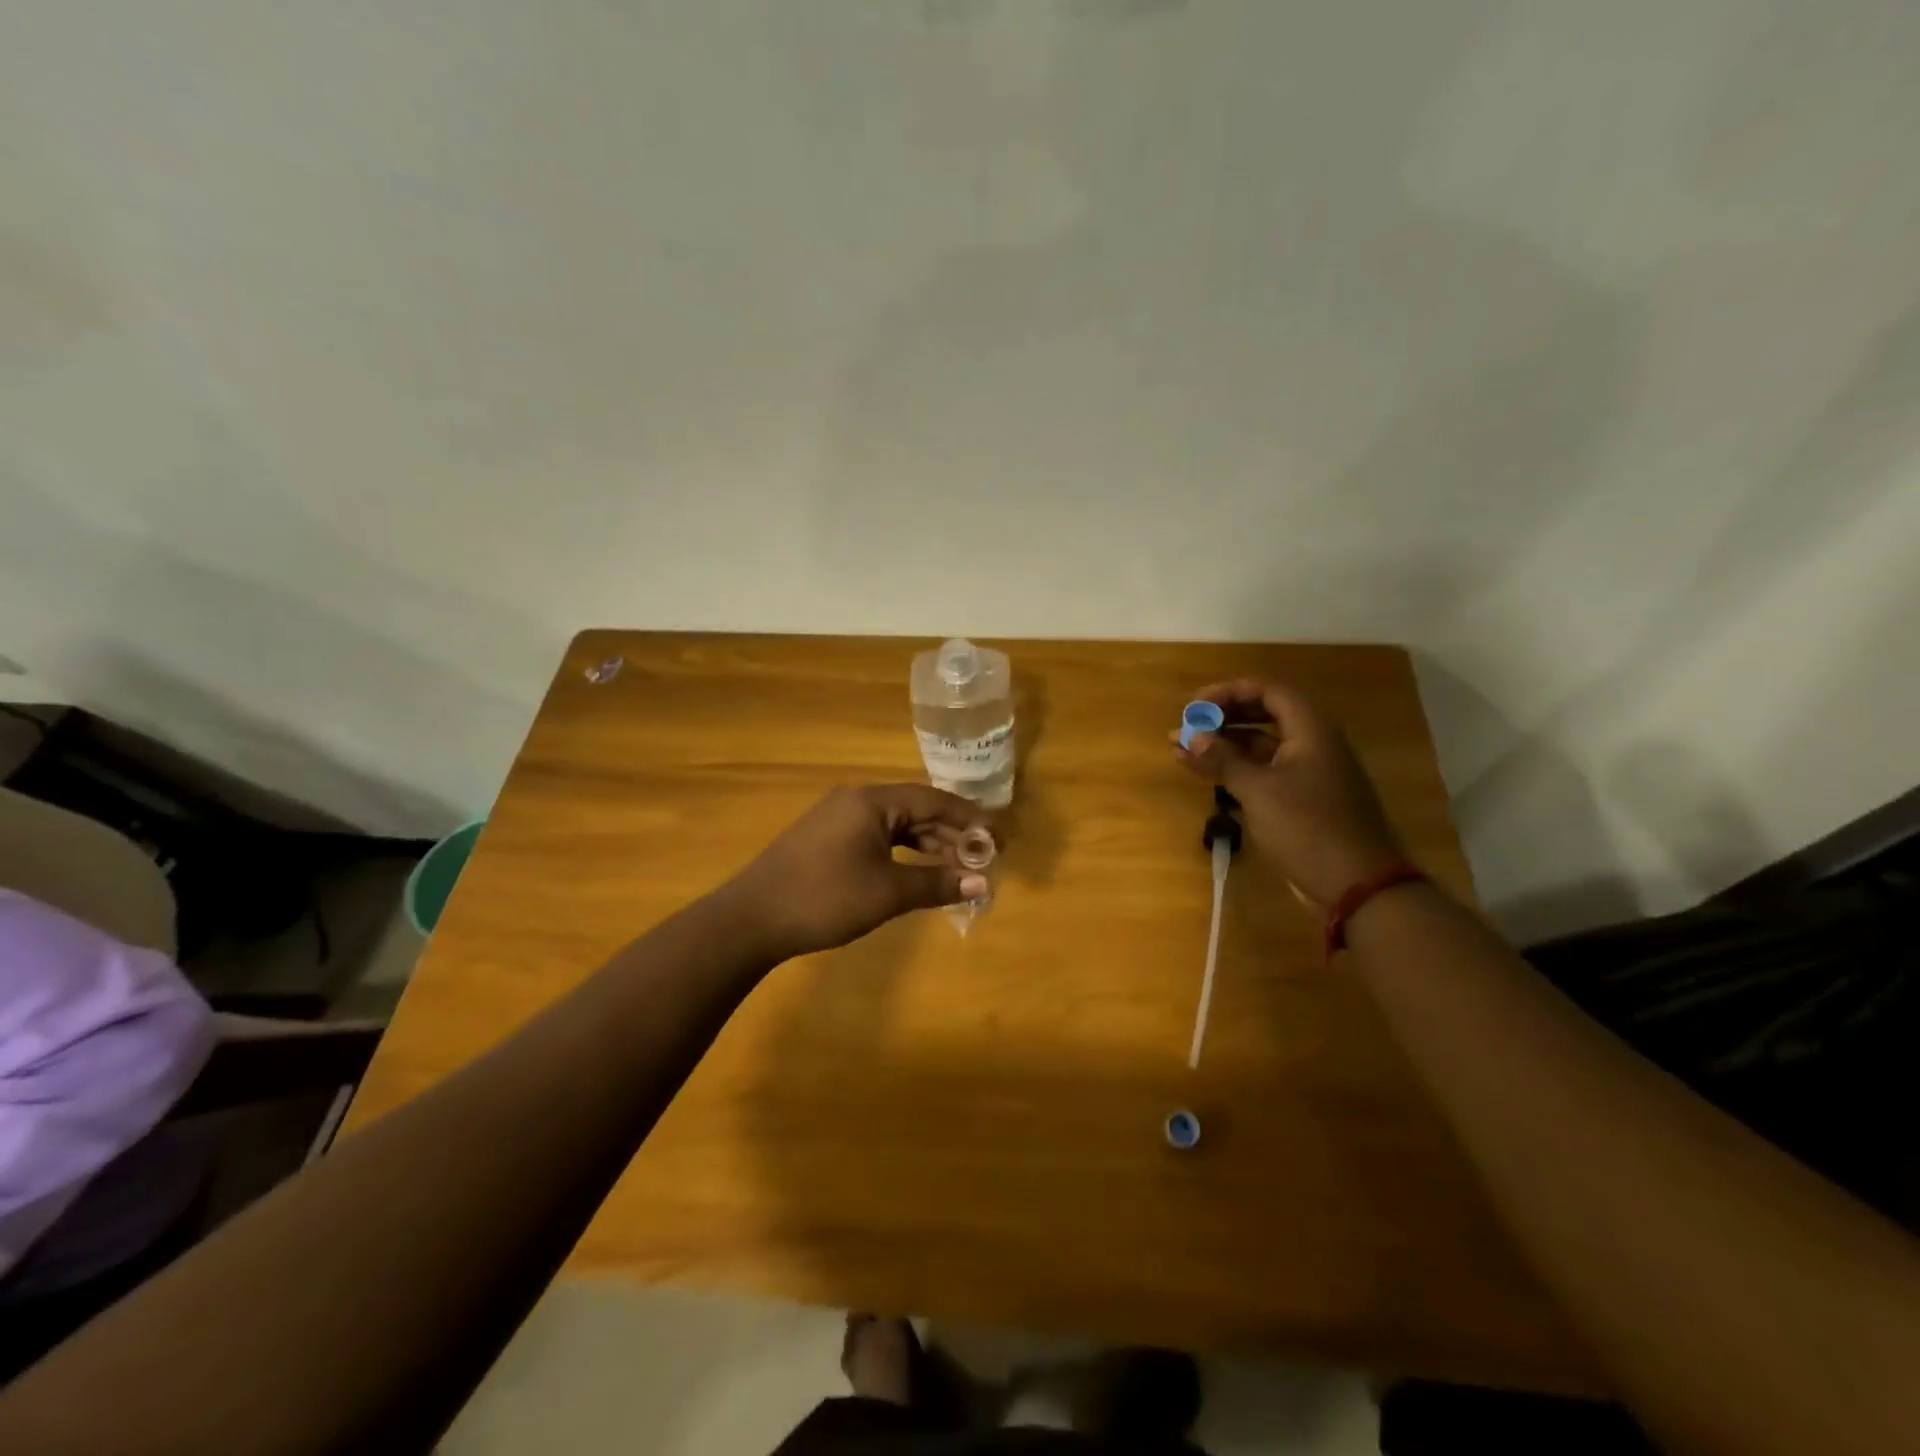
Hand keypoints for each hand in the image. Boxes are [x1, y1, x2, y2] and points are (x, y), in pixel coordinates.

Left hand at [720, 785, 992, 960]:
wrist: (751, 918)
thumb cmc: (825, 898)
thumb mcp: (887, 892)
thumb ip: (937, 884)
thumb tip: (984, 883)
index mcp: (873, 801)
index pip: (934, 800)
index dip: (969, 819)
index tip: (998, 838)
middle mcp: (857, 801)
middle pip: (917, 810)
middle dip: (952, 835)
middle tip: (984, 859)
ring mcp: (839, 819)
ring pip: (897, 826)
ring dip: (928, 847)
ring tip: (958, 870)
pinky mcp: (827, 840)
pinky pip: (878, 838)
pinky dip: (903, 854)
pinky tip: (917, 874)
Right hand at [1175, 678, 1403, 906]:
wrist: (1356, 884)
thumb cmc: (1307, 827)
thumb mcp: (1258, 791)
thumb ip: (1222, 759)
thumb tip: (1190, 736)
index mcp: (1311, 730)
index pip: (1267, 691)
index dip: (1228, 692)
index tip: (1194, 705)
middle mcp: (1313, 742)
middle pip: (1264, 714)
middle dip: (1222, 718)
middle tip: (1187, 726)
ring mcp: (1310, 772)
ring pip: (1262, 745)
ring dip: (1224, 745)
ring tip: (1183, 751)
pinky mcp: (1305, 798)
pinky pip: (1266, 770)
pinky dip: (1237, 769)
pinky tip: (1208, 775)